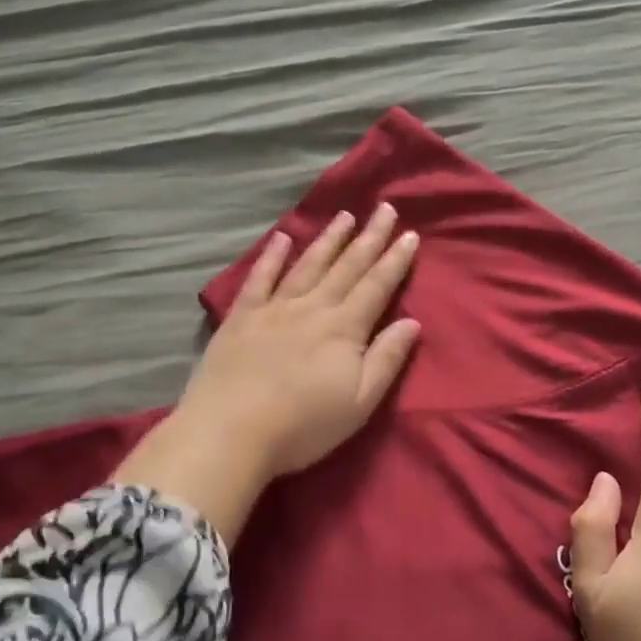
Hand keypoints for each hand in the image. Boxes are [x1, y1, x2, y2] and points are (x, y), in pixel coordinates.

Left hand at [181, 204, 420, 476]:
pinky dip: (272, 257)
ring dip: (328, 239)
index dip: (394, 260)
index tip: (409, 234)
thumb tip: (411, 323)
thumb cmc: (303, 425)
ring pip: (307, 265)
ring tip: (344, 215)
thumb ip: (386, 359)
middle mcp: (312, 308)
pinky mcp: (241, 318)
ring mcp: (273, 309)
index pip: (376, 286)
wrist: (229, 432)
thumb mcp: (359, 402)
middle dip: (368, 238)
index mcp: (343, 329)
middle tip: (384, 209)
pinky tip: (282, 238)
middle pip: (346, 267)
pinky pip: (260, 278)